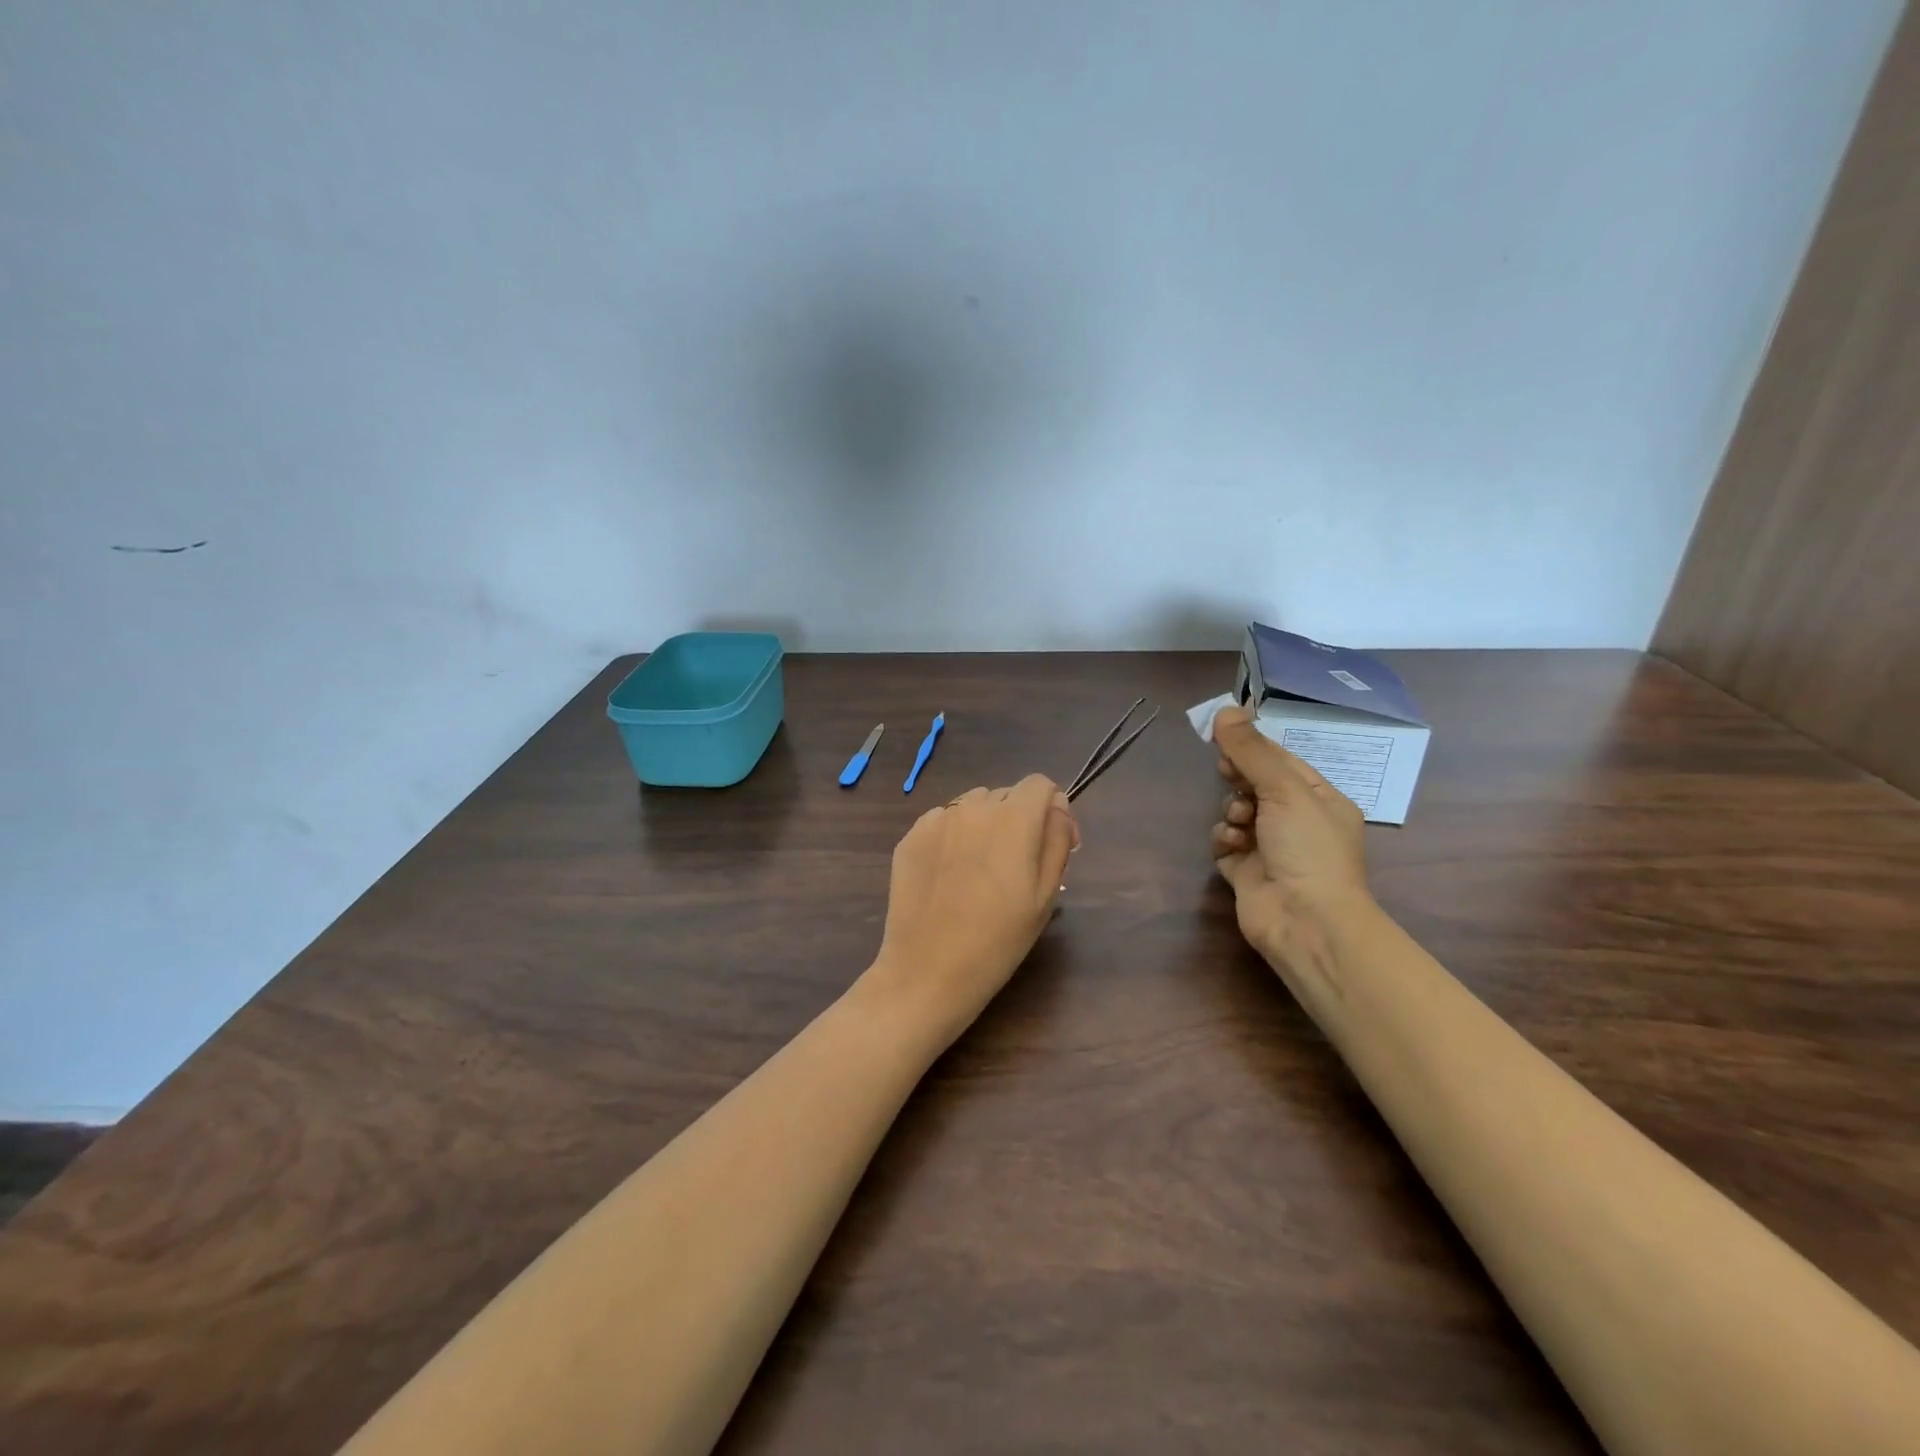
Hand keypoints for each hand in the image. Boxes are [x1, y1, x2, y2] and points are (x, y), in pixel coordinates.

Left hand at [866, 775, 1079, 1047]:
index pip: (1039, 784)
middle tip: (1014, 866)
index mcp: (1014, 819)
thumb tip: (1058, 806)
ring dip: (984, 824)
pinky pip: (942, 821)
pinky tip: (949, 875)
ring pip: (972, 805)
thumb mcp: (1045, 895)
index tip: (1049, 842)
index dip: (1050, 809)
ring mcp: (937, 819)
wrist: (928, 971)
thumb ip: (1058, 839)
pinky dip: (953, 837)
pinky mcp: (910, 836)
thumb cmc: (998, 940)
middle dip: (1017, 819)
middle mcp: (973, 807)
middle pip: (1006, 795)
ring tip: (979, 870)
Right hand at [1209, 707, 1371, 963]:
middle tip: (1227, 772)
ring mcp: (1270, 848)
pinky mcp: (1246, 872)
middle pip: (1256, 784)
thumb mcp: (1284, 789)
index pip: (1282, 761)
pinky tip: (1230, 844)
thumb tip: (1225, 709)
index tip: (1224, 734)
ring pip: (1237, 812)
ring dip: (1232, 811)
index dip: (1253, 747)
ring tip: (1239, 822)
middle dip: (1239, 778)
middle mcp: (1297, 822)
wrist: (1306, 921)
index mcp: (1320, 799)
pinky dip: (1224, 839)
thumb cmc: (1307, 848)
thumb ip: (1251, 751)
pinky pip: (1226, 843)